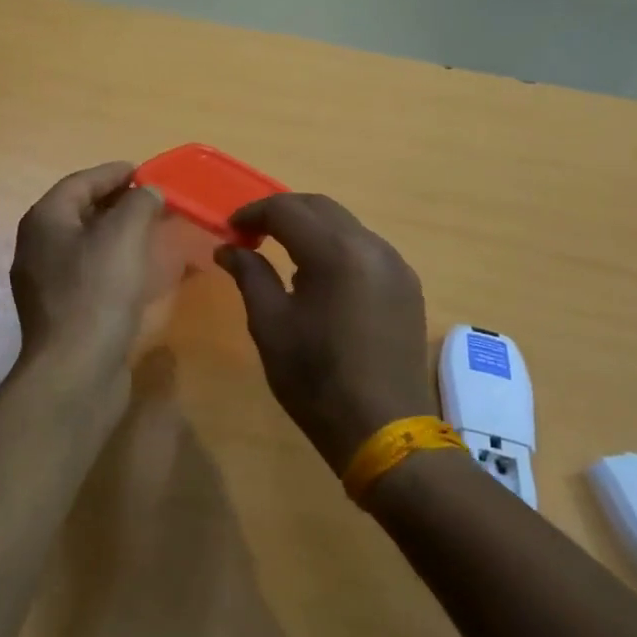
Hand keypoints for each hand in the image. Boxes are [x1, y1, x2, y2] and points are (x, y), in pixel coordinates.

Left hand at [10, 163, 164, 401]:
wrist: (75, 371)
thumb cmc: (97, 292)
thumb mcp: (124, 235)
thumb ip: (139, 203)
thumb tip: (148, 192)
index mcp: (44, 220)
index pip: (80, 182)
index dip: (114, 173)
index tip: (146, 172)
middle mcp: (37, 246)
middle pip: (80, 211)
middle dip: (117, 202)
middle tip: (153, 200)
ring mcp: (46, 281)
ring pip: (86, 243)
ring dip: (118, 233)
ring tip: (152, 231)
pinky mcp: (61, 311)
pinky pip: (89, 272)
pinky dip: (114, 262)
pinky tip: (139, 270)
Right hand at [217, 193, 436, 472]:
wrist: (385, 430)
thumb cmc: (317, 379)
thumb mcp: (271, 326)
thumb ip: (250, 275)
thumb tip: (229, 248)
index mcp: (335, 252)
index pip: (286, 209)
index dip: (253, 213)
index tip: (231, 231)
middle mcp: (371, 246)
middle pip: (320, 207)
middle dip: (282, 213)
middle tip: (252, 236)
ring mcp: (395, 264)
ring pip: (346, 224)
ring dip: (311, 228)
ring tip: (283, 254)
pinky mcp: (407, 285)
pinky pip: (366, 248)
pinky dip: (337, 247)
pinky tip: (321, 277)